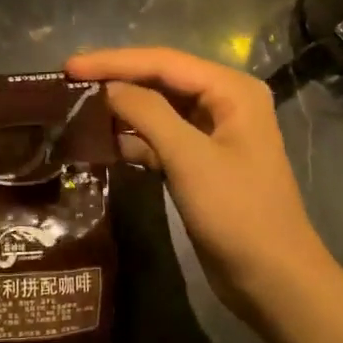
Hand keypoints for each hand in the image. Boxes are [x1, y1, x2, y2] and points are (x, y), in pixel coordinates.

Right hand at [67, 48, 329, 327]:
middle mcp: (224, 102)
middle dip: (116, 80)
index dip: (114, 61)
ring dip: (121, 110)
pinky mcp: (200, 162)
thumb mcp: (189, 158)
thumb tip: (108, 88)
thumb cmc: (237, 213)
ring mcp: (212, 133)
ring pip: (158, 109)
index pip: (164, 62)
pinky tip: (101, 143)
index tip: (70, 66)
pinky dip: (133, 139)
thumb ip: (147, 113)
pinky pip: (160, 138)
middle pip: (160, 80)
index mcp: (231, 90)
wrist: (273, 280)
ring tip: (77, 108)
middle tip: (69, 82)